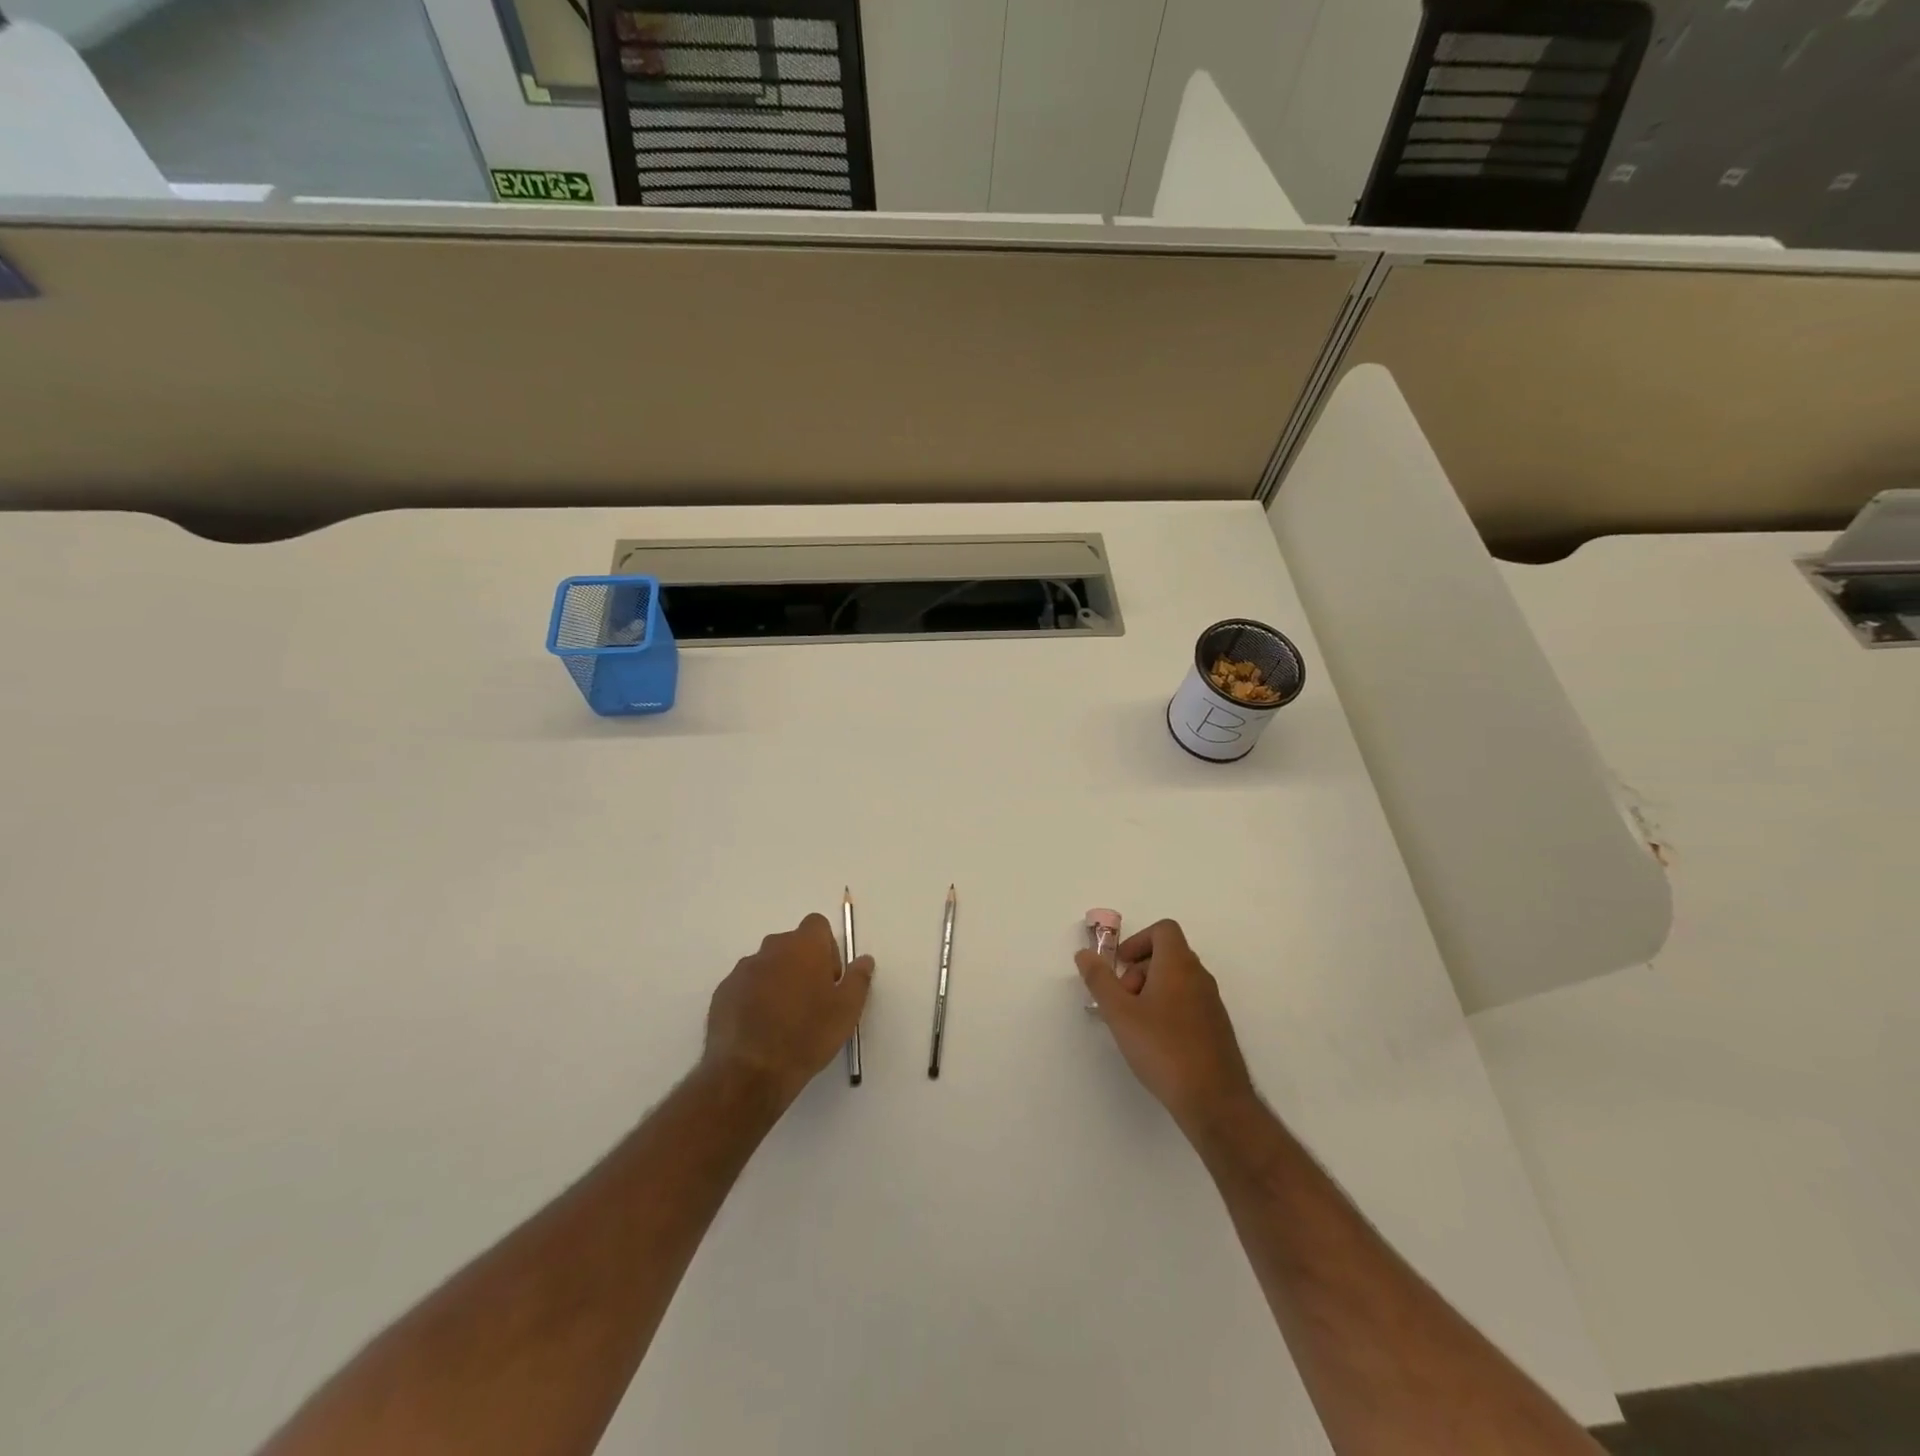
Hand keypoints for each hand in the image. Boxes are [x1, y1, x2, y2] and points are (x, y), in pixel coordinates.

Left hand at [704, 914, 873, 1105]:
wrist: (750, 1072)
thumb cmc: (807, 1035)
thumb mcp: (847, 1010)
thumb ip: (858, 978)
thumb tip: (864, 959)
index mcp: (804, 946)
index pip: (817, 925)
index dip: (826, 948)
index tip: (830, 979)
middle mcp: (771, 949)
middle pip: (791, 945)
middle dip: (802, 965)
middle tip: (811, 1002)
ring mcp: (743, 970)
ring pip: (767, 966)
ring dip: (777, 982)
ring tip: (783, 1020)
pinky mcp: (722, 993)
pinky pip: (745, 987)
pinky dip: (754, 999)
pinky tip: (760, 1030)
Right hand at [1077, 919, 1255, 1131]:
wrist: (1214, 1100)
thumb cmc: (1162, 1048)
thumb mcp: (1120, 1013)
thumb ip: (1099, 980)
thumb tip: (1084, 954)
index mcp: (1179, 965)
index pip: (1164, 929)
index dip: (1138, 940)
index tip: (1120, 965)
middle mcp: (1200, 977)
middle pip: (1168, 954)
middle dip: (1139, 970)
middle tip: (1123, 1000)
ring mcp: (1212, 1003)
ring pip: (1178, 980)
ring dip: (1152, 991)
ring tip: (1135, 1025)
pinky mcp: (1217, 1028)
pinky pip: (1188, 1003)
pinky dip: (1168, 1009)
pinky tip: (1156, 1042)